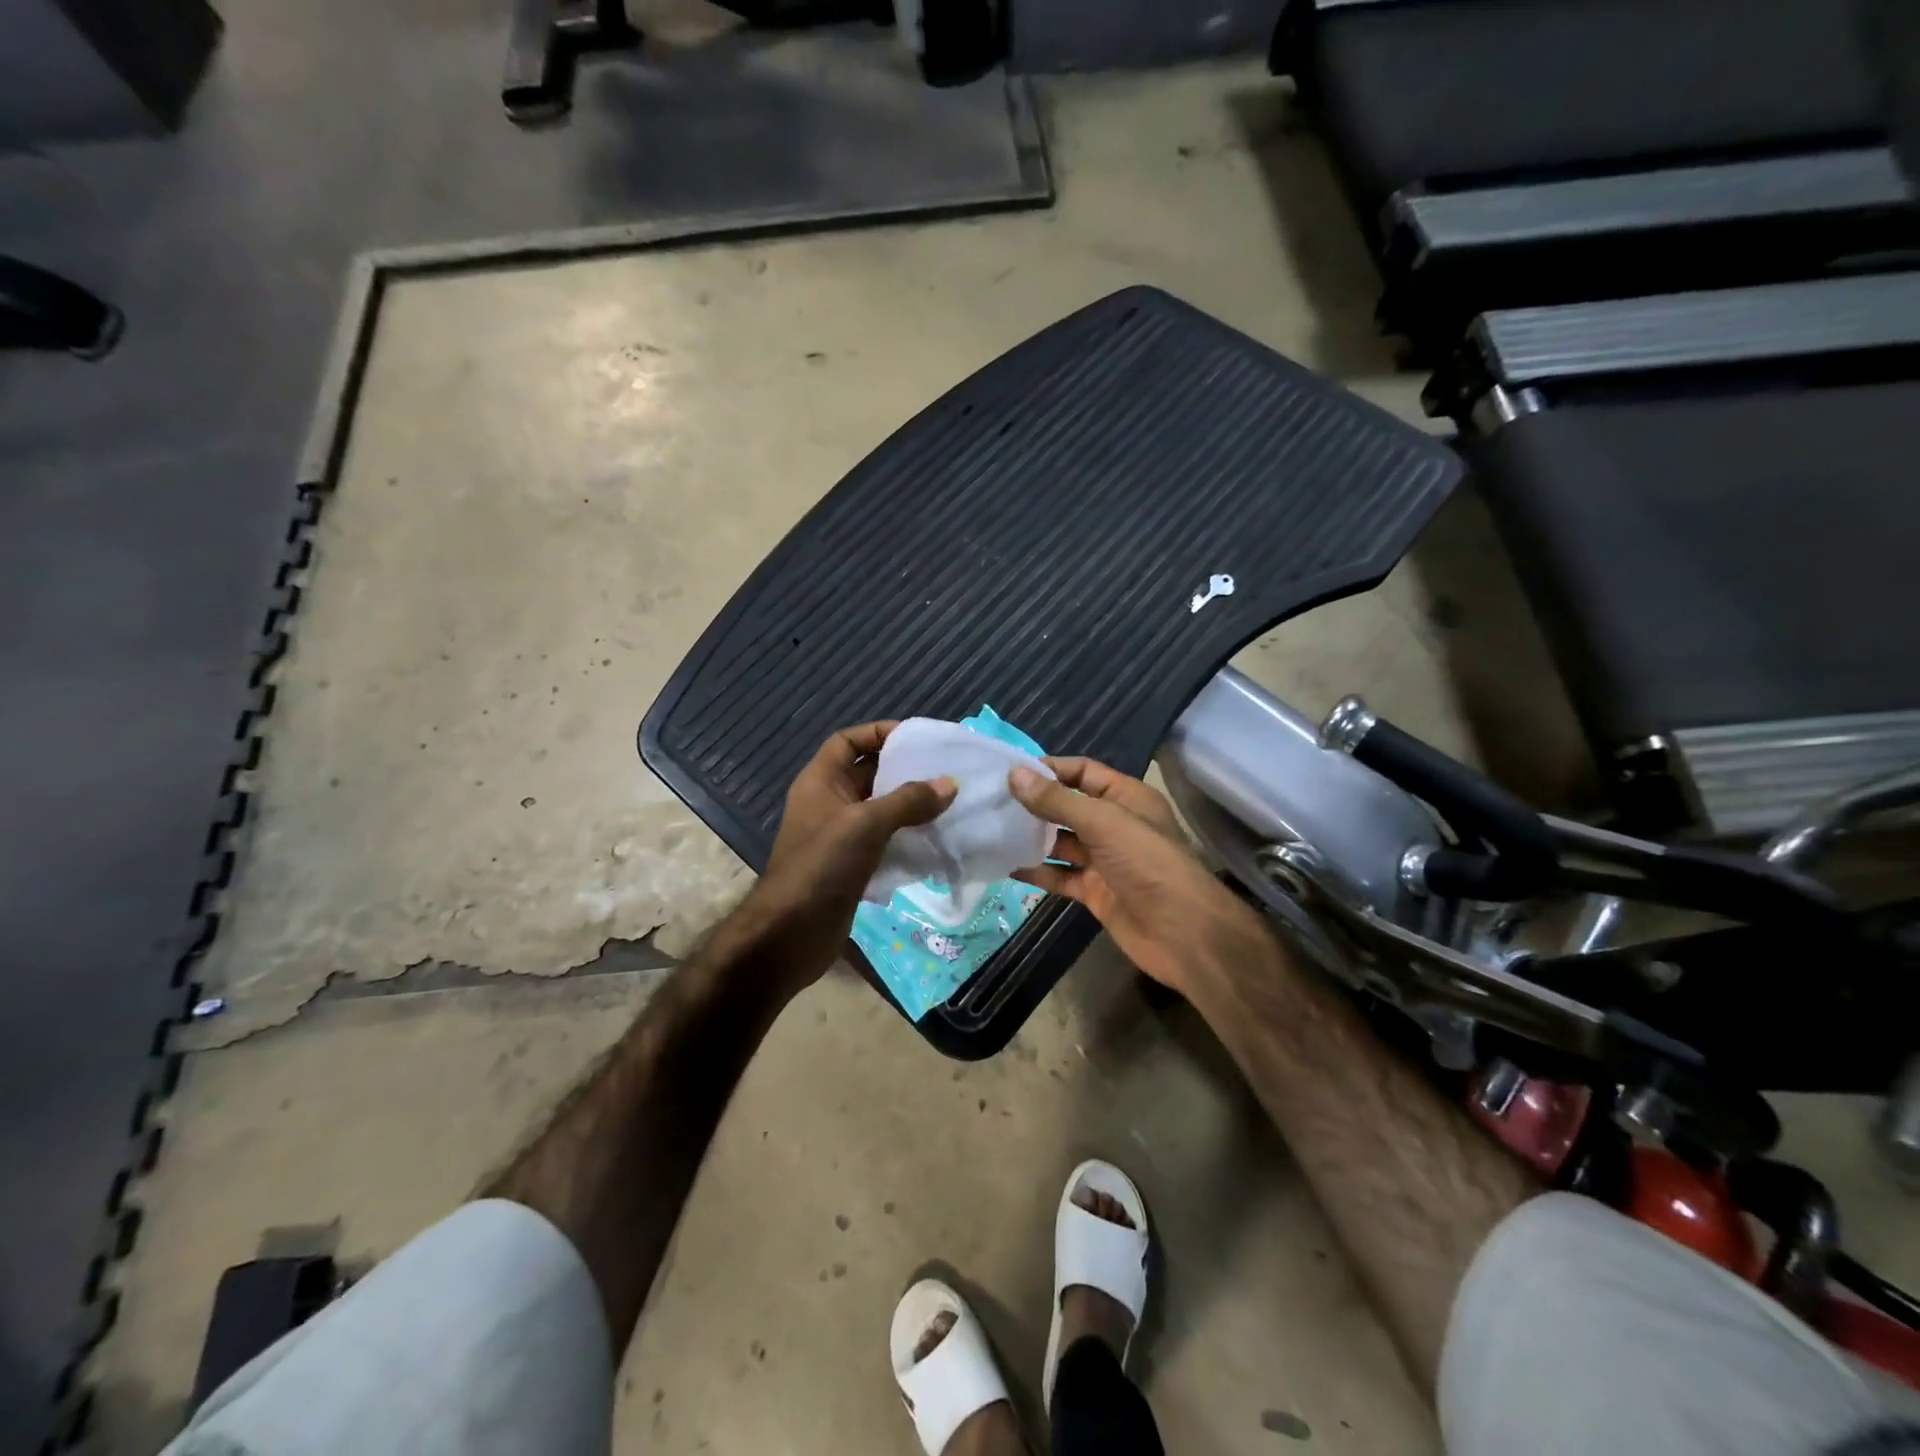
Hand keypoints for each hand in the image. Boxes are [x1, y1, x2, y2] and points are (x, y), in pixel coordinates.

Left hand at [744, 722, 954, 993]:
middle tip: (945, 771)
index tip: (916, 738)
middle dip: (904, 771)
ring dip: (910, 807)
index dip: (878, 733)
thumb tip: (950, 783)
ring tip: (948, 804)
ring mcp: (839, 837)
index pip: (847, 741)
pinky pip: (884, 841)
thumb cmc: (822, 866)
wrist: (790, 934)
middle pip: (868, 774)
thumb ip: (908, 801)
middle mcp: (828, 803)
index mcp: (820, 781)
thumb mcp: (866, 824)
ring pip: (879, 810)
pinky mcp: (851, 867)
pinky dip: (907, 838)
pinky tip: (935, 840)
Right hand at [1009, 757, 1267, 994]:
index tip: (1008, 771)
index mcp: (1125, 797)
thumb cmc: (1148, 863)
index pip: (1082, 772)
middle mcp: (1114, 824)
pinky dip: (1036, 871)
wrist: (1182, 933)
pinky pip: (1059, 875)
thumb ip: (1057, 800)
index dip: (1049, 769)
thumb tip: (1014, 774)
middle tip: (989, 800)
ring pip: (1060, 842)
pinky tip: (1005, 866)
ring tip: (989, 829)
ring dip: (1030, 837)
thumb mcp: (1103, 823)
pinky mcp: (1094, 891)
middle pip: (1067, 806)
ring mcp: (1103, 860)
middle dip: (1033, 803)